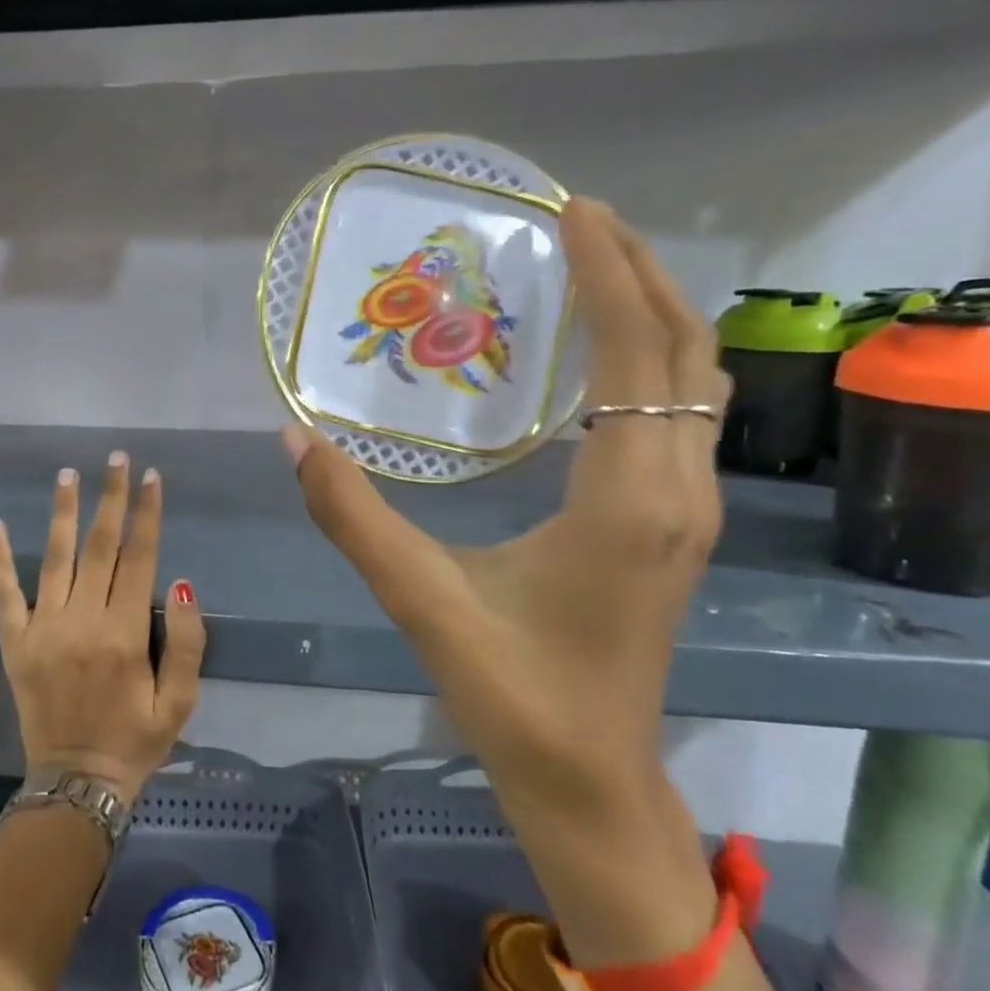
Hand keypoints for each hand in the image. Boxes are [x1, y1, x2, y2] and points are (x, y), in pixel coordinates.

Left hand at [0, 452, 206, 806]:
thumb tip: (183, 585)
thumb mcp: (180, 701)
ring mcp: (43, 630)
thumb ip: (187, 643)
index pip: (139, 557)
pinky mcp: (15, 644)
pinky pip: (5, 595)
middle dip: (110, 498)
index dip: (147, 514)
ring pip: (55, 559)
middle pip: (100, 546)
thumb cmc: (136, 739)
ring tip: (68, 475)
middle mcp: (82, 621)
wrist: (76, 784)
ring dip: (64, 514)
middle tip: (116, 458)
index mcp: (125, 633)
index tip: (151, 477)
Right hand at [283, 199, 729, 826]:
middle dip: (640, 272)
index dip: (609, 273)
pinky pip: (683, 414)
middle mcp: (677, 488)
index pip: (636, 354)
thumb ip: (352, 514)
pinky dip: (652, 362)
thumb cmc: (513, 692)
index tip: (574, 210)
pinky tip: (598, 359)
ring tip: (592, 268)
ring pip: (696, 381)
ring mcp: (687, 508)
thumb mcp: (422, 597)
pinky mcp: (675, 525)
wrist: (589, 780)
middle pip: (685, 350)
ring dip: (653, 313)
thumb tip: (294, 437)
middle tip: (580, 219)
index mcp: (627, 497)